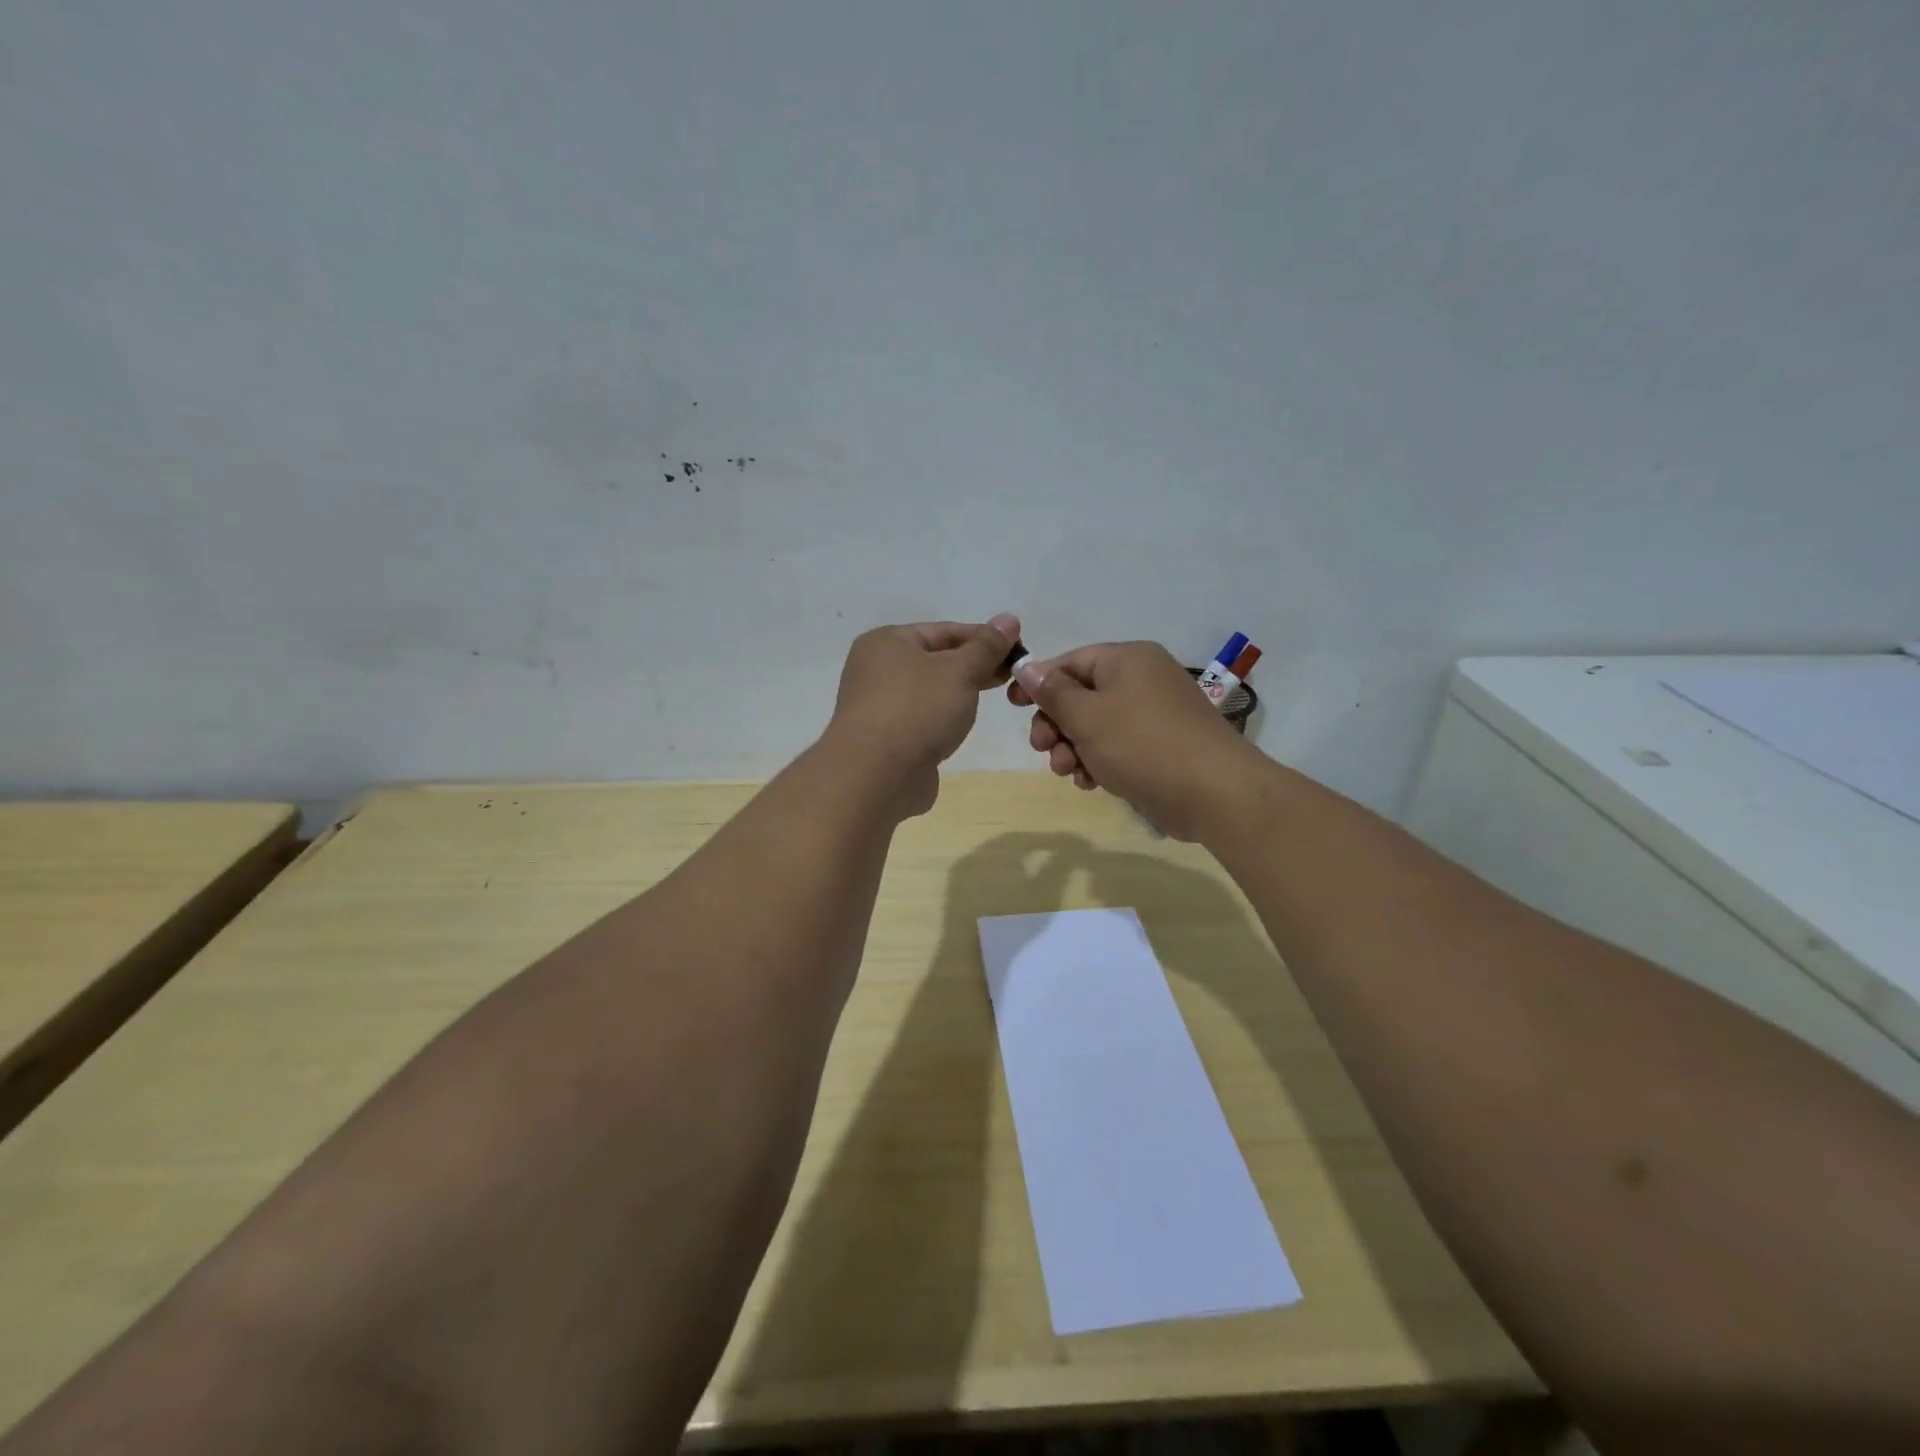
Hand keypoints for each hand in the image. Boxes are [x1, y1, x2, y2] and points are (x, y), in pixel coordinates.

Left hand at [827, 614, 1021, 814]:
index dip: (984, 637)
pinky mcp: (885, 740)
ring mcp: (878, 707)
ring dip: (959, 693)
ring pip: (929, 692)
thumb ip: (986, 647)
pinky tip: (962, 726)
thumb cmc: (917, 709)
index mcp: (886, 642)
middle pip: (935, 660)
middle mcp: (875, 670)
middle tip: (1013, 674)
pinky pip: (922, 720)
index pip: (944, 630)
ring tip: (995, 698)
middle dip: (974, 666)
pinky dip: (943, 719)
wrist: (876, 776)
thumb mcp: (959, 671)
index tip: (1019, 648)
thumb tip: (1009, 619)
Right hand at [1008, 641, 1254, 839]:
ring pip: (1096, 726)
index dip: (1038, 682)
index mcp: (1127, 660)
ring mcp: (1153, 715)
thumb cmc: (1142, 745)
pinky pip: (1117, 746)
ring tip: (1068, 771)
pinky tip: (1091, 783)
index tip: (1012, 706)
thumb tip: (1027, 667)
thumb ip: (1053, 692)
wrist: (1213, 793)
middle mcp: (1142, 680)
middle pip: (1081, 696)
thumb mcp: (1087, 716)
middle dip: (1056, 725)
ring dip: (1073, 748)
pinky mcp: (1160, 747)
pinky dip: (1099, 761)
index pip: (1070, 662)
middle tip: (1042, 749)